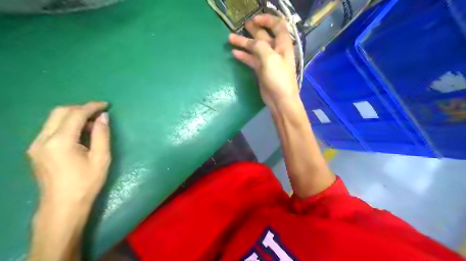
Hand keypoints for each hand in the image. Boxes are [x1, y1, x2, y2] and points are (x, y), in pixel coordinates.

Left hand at [28, 102, 109, 205]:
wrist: (63, 206)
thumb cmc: (86, 183)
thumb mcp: (101, 158)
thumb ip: (102, 135)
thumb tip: (103, 117)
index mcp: (60, 142)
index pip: (75, 114)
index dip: (92, 107)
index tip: (106, 105)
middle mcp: (42, 140)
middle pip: (60, 112)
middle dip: (81, 109)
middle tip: (99, 114)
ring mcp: (36, 145)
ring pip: (53, 119)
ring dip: (74, 117)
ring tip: (92, 125)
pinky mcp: (36, 151)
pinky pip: (51, 129)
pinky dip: (67, 125)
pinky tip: (80, 134)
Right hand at [229, 13, 297, 108]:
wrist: (280, 99)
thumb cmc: (278, 78)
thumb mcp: (270, 58)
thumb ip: (259, 46)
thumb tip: (251, 42)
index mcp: (282, 44)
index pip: (277, 26)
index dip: (267, 20)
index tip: (254, 19)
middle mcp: (275, 50)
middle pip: (263, 36)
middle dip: (253, 30)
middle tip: (241, 25)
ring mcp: (268, 61)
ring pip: (255, 48)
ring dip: (244, 43)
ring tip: (230, 38)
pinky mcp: (261, 70)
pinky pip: (251, 60)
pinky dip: (244, 56)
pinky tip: (235, 53)